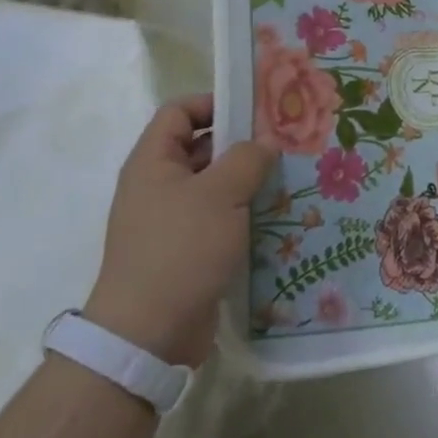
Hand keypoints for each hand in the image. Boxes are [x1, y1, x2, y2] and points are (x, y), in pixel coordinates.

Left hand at [84, 94, 274, 366]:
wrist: (148, 335)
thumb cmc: (181, 249)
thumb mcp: (220, 194)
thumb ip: (247, 158)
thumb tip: (265, 143)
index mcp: (153, 162)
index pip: (179, 111)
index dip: (213, 102)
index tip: (254, 110)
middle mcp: (157, 186)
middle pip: (200, 147)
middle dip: (241, 143)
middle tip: (285, 143)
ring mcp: (170, 221)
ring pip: (213, 186)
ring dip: (247, 181)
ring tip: (289, 177)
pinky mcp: (186, 252)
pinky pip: (217, 219)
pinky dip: (243, 214)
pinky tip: (277, 216)